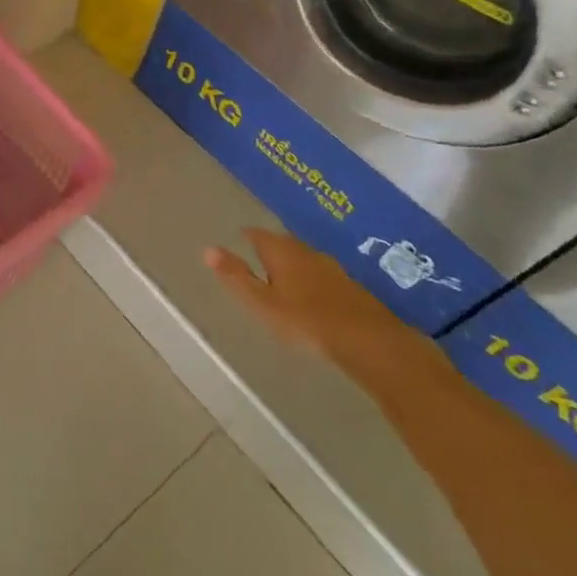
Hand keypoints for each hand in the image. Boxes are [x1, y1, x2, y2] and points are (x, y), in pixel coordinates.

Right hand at [205, 227, 444, 384]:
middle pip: (282, 243)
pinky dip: (312, 280)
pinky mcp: (350, 286)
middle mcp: (306, 251)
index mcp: (281, 251)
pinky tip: (312, 297)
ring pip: (304, 258)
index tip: (239, 241)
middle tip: (257, 259)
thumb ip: (236, 276)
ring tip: (282, 279)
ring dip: (293, 265)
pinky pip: (322, 275)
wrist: (369, 341)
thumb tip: (208, 249)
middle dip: (270, 249)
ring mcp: (332, 267)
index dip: (247, 237)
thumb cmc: (305, 321)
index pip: (257, 234)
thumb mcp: (261, 302)